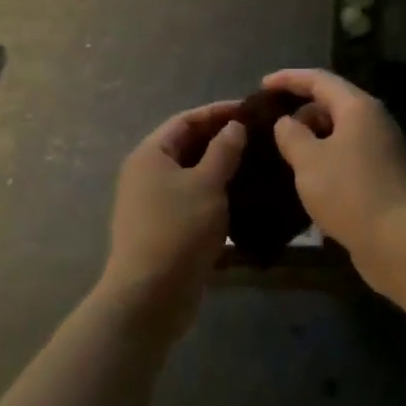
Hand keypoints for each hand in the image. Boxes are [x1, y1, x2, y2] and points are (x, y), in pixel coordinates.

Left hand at [102, 103, 246, 322]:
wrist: (151, 295)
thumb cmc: (178, 229)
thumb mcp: (207, 184)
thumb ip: (223, 151)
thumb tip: (234, 126)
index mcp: (150, 155)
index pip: (185, 120)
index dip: (217, 112)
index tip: (250, 110)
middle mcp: (147, 174)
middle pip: (187, 146)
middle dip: (221, 140)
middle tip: (259, 137)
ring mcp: (154, 204)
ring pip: (192, 175)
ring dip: (221, 169)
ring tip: (257, 164)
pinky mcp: (166, 229)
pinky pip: (193, 200)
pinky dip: (216, 194)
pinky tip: (244, 197)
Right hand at [262, 69, 405, 276]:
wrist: (400, 240)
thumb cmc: (349, 192)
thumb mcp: (308, 160)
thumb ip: (291, 135)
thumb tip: (286, 123)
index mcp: (358, 107)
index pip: (319, 79)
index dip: (288, 79)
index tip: (261, 86)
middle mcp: (374, 122)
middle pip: (332, 104)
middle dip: (300, 112)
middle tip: (269, 128)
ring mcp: (382, 150)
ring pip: (340, 133)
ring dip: (312, 139)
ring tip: (283, 154)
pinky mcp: (384, 177)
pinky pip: (348, 156)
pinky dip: (325, 160)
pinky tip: (307, 179)